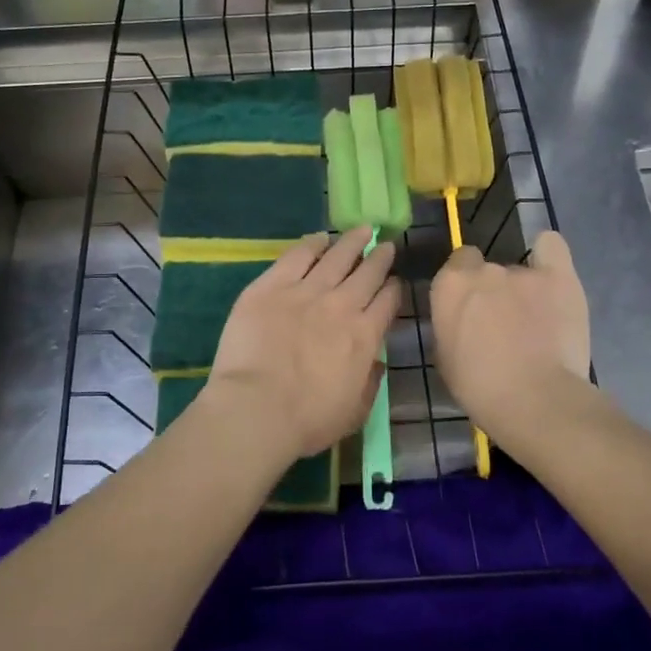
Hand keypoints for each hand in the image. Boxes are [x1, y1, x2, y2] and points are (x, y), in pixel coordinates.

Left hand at [208, 227, 399, 461]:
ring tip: (362, 229)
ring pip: (337, 256)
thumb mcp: (354, 413)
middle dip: (379, 257)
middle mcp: (341, 305)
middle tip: (385, 246)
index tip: (394, 283)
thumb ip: (370, 383)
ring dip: (352, 241)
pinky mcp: (272, 285)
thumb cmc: (306, 421)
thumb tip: (377, 362)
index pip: (388, 302)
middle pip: (368, 272)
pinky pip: (297, 256)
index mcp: (364, 336)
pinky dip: (312, 244)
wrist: (255, 409)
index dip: (393, 289)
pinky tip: (320, 237)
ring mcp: (306, 291)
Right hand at [430, 231, 591, 442]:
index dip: (465, 286)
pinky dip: (548, 256)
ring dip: (524, 292)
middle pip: (488, 269)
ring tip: (539, 324)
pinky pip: (551, 247)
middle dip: (494, 291)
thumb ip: (452, 325)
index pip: (456, 265)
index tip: (472, 310)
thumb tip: (462, 320)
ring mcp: (523, 272)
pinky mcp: (559, 277)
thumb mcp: (446, 357)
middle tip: (504, 324)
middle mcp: (484, 270)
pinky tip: (551, 278)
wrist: (534, 400)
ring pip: (520, 272)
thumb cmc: (480, 389)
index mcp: (450, 286)